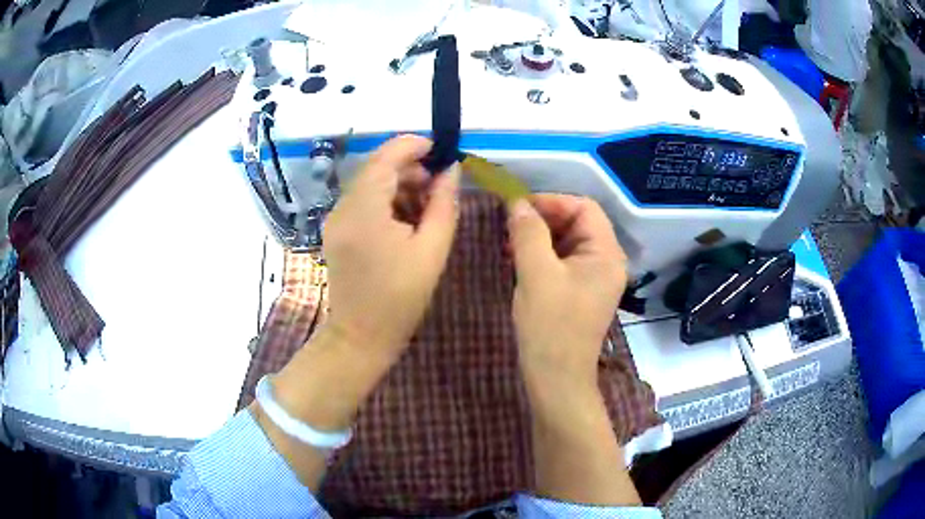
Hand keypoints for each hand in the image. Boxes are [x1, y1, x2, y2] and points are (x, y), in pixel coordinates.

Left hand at [322, 135, 459, 361]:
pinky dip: (385, 201)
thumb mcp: (432, 250)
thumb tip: (451, 170)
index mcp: (365, 210)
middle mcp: (343, 207)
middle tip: (439, 187)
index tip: (440, 151)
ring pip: (369, 184)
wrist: (361, 336)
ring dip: (398, 185)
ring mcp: (335, 219)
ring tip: (426, 207)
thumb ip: (444, 204)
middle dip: (409, 168)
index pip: (386, 157)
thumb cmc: (400, 298)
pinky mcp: (336, 231)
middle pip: (376, 168)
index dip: (413, 146)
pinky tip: (405, 221)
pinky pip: (362, 202)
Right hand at [507, 195, 626, 390]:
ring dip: (538, 238)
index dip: (551, 202)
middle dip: (542, 220)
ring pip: (566, 242)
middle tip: (509, 227)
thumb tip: (517, 203)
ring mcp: (593, 278)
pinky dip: (540, 256)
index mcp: (606, 253)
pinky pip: (561, 261)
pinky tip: (516, 261)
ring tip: (508, 245)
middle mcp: (606, 261)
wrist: (556, 379)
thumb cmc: (551, 327)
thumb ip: (528, 232)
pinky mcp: (579, 292)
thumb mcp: (537, 274)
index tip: (518, 209)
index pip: (584, 207)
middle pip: (576, 223)